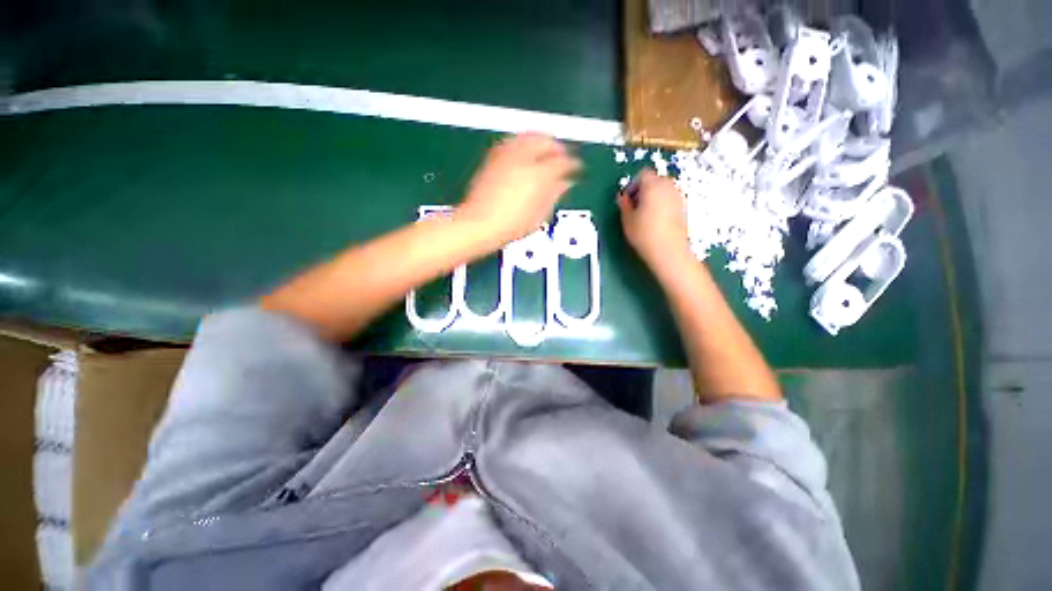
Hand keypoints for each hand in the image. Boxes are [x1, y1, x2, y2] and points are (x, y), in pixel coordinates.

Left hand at [457, 133, 580, 246]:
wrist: (479, 225)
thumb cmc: (510, 226)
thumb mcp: (539, 216)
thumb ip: (554, 195)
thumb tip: (564, 184)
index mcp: (539, 176)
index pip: (563, 162)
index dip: (573, 164)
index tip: (576, 168)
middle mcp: (523, 160)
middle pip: (545, 141)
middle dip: (557, 146)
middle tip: (563, 153)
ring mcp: (506, 157)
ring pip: (528, 136)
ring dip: (540, 139)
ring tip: (546, 146)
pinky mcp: (493, 159)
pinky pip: (512, 142)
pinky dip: (522, 142)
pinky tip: (524, 150)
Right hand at [618, 169, 692, 278]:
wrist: (669, 251)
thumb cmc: (644, 234)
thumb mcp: (627, 219)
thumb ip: (624, 204)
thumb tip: (623, 197)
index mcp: (652, 185)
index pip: (643, 174)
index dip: (633, 184)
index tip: (628, 198)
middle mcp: (668, 186)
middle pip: (655, 179)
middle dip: (644, 189)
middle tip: (635, 205)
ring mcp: (678, 196)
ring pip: (663, 189)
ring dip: (654, 196)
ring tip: (645, 214)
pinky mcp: (684, 207)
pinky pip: (670, 199)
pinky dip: (663, 204)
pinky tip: (656, 220)